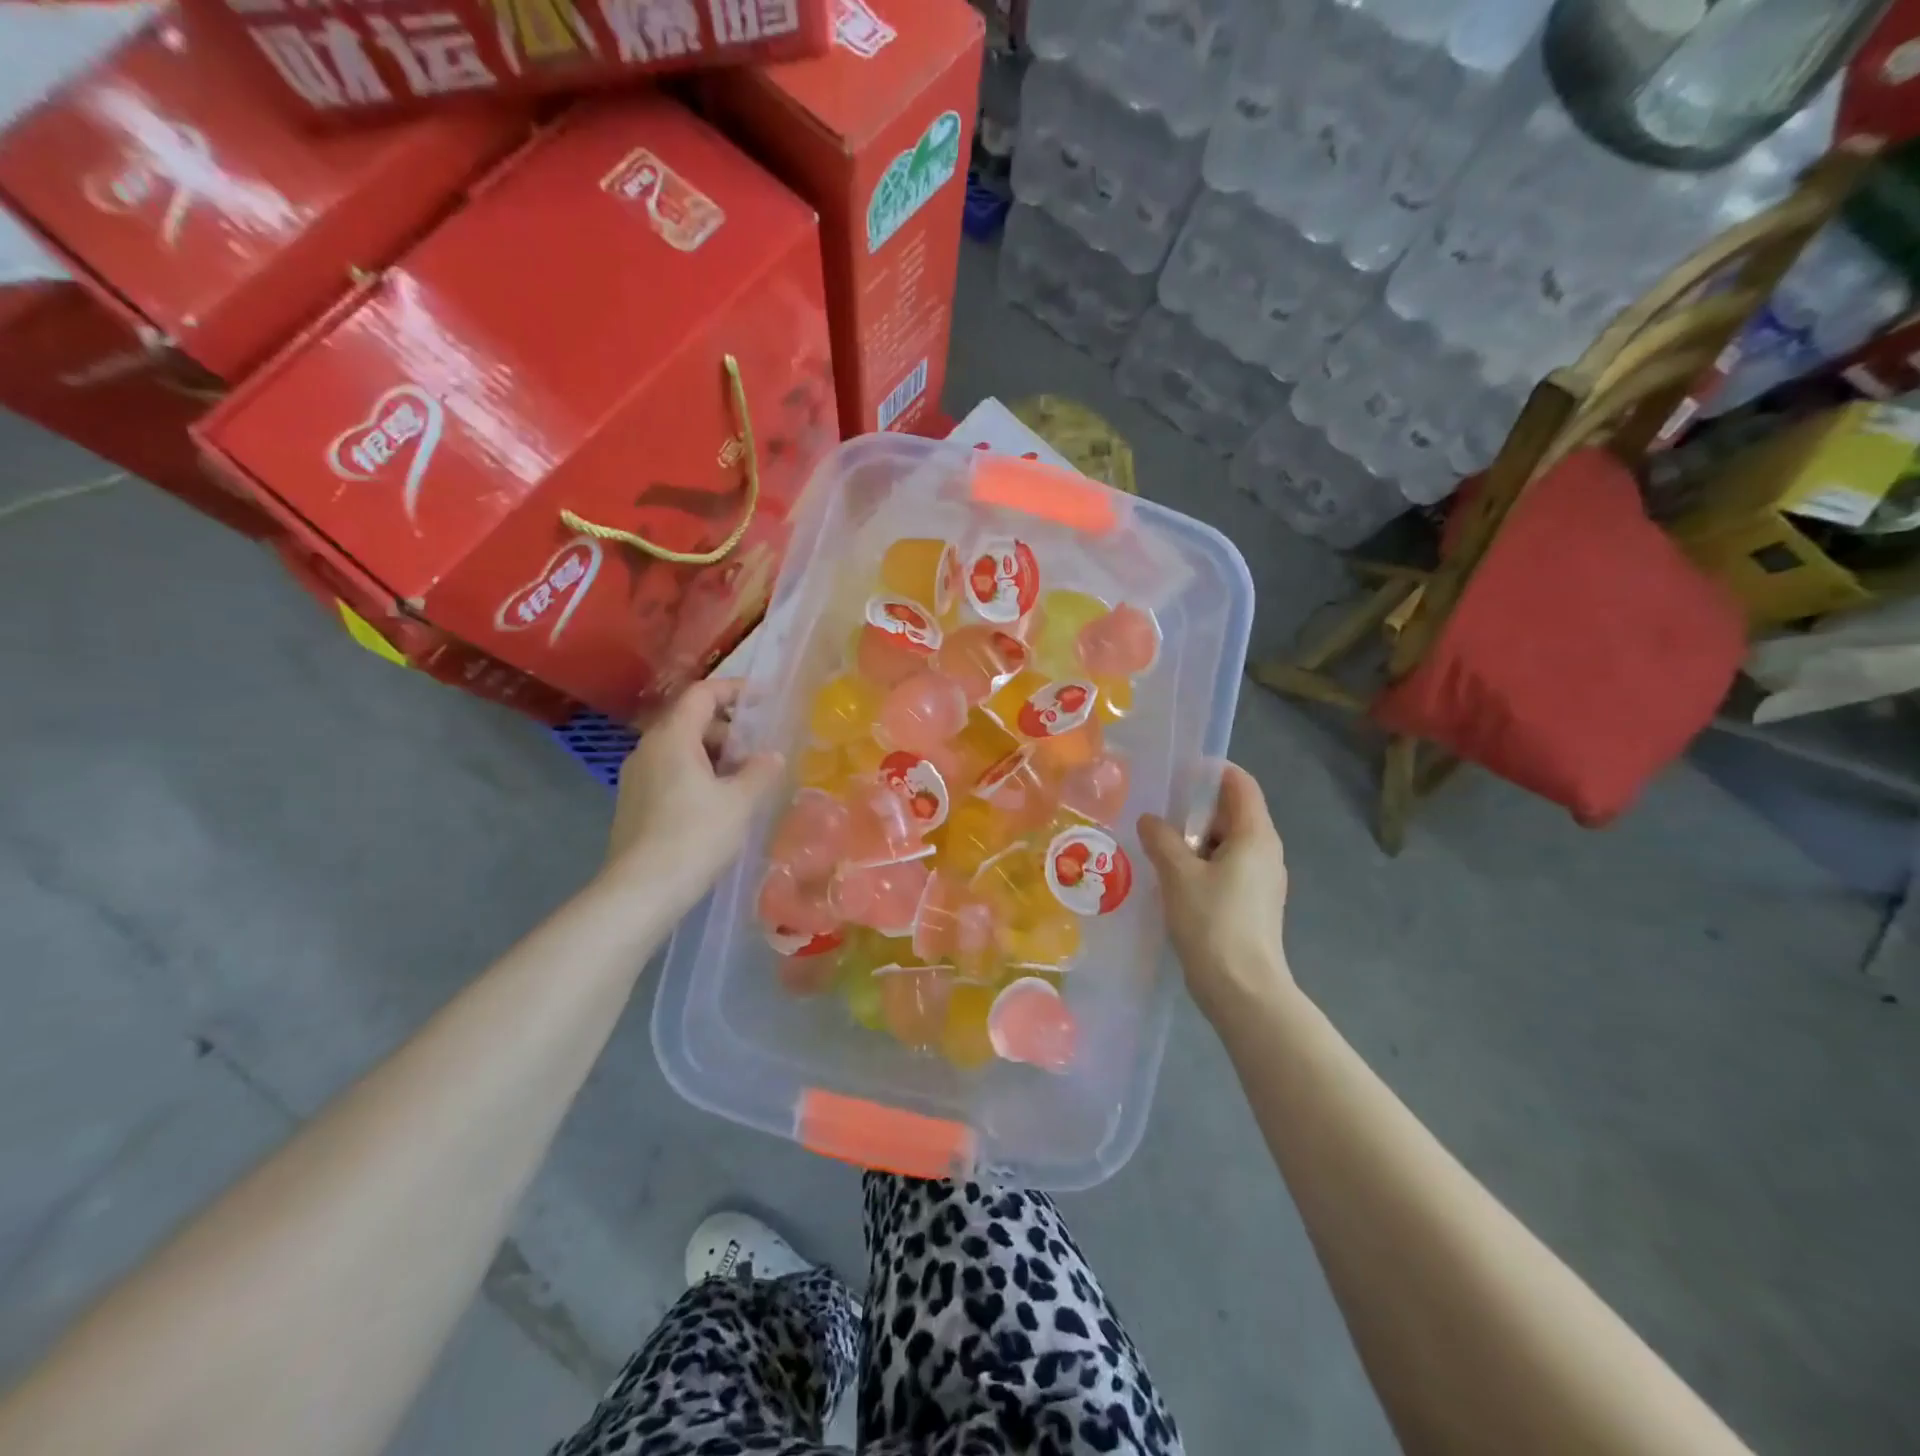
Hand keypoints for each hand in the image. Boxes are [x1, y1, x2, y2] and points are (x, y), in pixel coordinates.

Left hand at [601, 679, 781, 916]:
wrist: (642, 890)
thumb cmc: (695, 836)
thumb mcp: (739, 802)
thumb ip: (760, 772)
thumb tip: (772, 756)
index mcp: (672, 737)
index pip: (703, 694)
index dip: (735, 690)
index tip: (764, 699)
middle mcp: (648, 748)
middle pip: (691, 720)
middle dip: (729, 729)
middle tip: (760, 749)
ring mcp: (637, 776)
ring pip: (682, 749)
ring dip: (715, 755)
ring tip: (746, 779)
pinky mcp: (635, 802)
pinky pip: (671, 772)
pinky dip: (699, 774)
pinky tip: (720, 802)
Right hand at [1137, 763, 1293, 1022]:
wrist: (1243, 990)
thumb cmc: (1213, 922)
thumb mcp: (1178, 875)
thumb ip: (1161, 840)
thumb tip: (1150, 820)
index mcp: (1255, 835)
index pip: (1240, 784)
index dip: (1212, 771)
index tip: (1177, 772)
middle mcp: (1266, 851)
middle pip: (1233, 812)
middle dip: (1195, 807)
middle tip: (1157, 809)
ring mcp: (1262, 879)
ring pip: (1227, 842)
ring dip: (1194, 838)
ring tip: (1157, 841)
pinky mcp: (1253, 903)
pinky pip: (1226, 867)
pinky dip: (1201, 862)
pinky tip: (1171, 875)